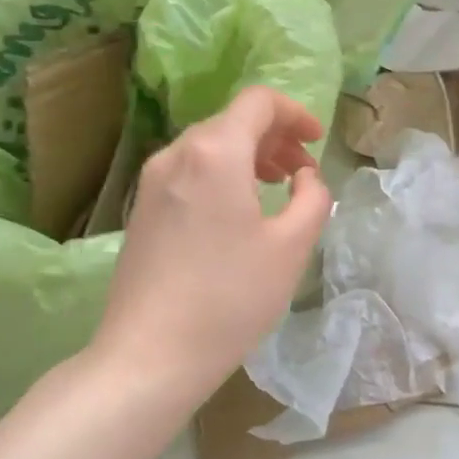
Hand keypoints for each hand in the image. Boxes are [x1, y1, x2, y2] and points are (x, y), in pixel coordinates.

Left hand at [91, 85, 331, 399]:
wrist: (149, 356)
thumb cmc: (230, 298)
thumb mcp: (292, 246)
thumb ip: (313, 197)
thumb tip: (304, 177)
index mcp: (215, 151)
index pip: (258, 102)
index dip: (295, 113)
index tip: (317, 142)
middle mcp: (177, 153)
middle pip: (232, 120)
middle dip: (274, 137)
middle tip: (302, 171)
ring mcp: (152, 181)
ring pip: (209, 146)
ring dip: (249, 156)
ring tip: (275, 189)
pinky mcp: (141, 208)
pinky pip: (189, 171)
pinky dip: (222, 174)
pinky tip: (237, 212)